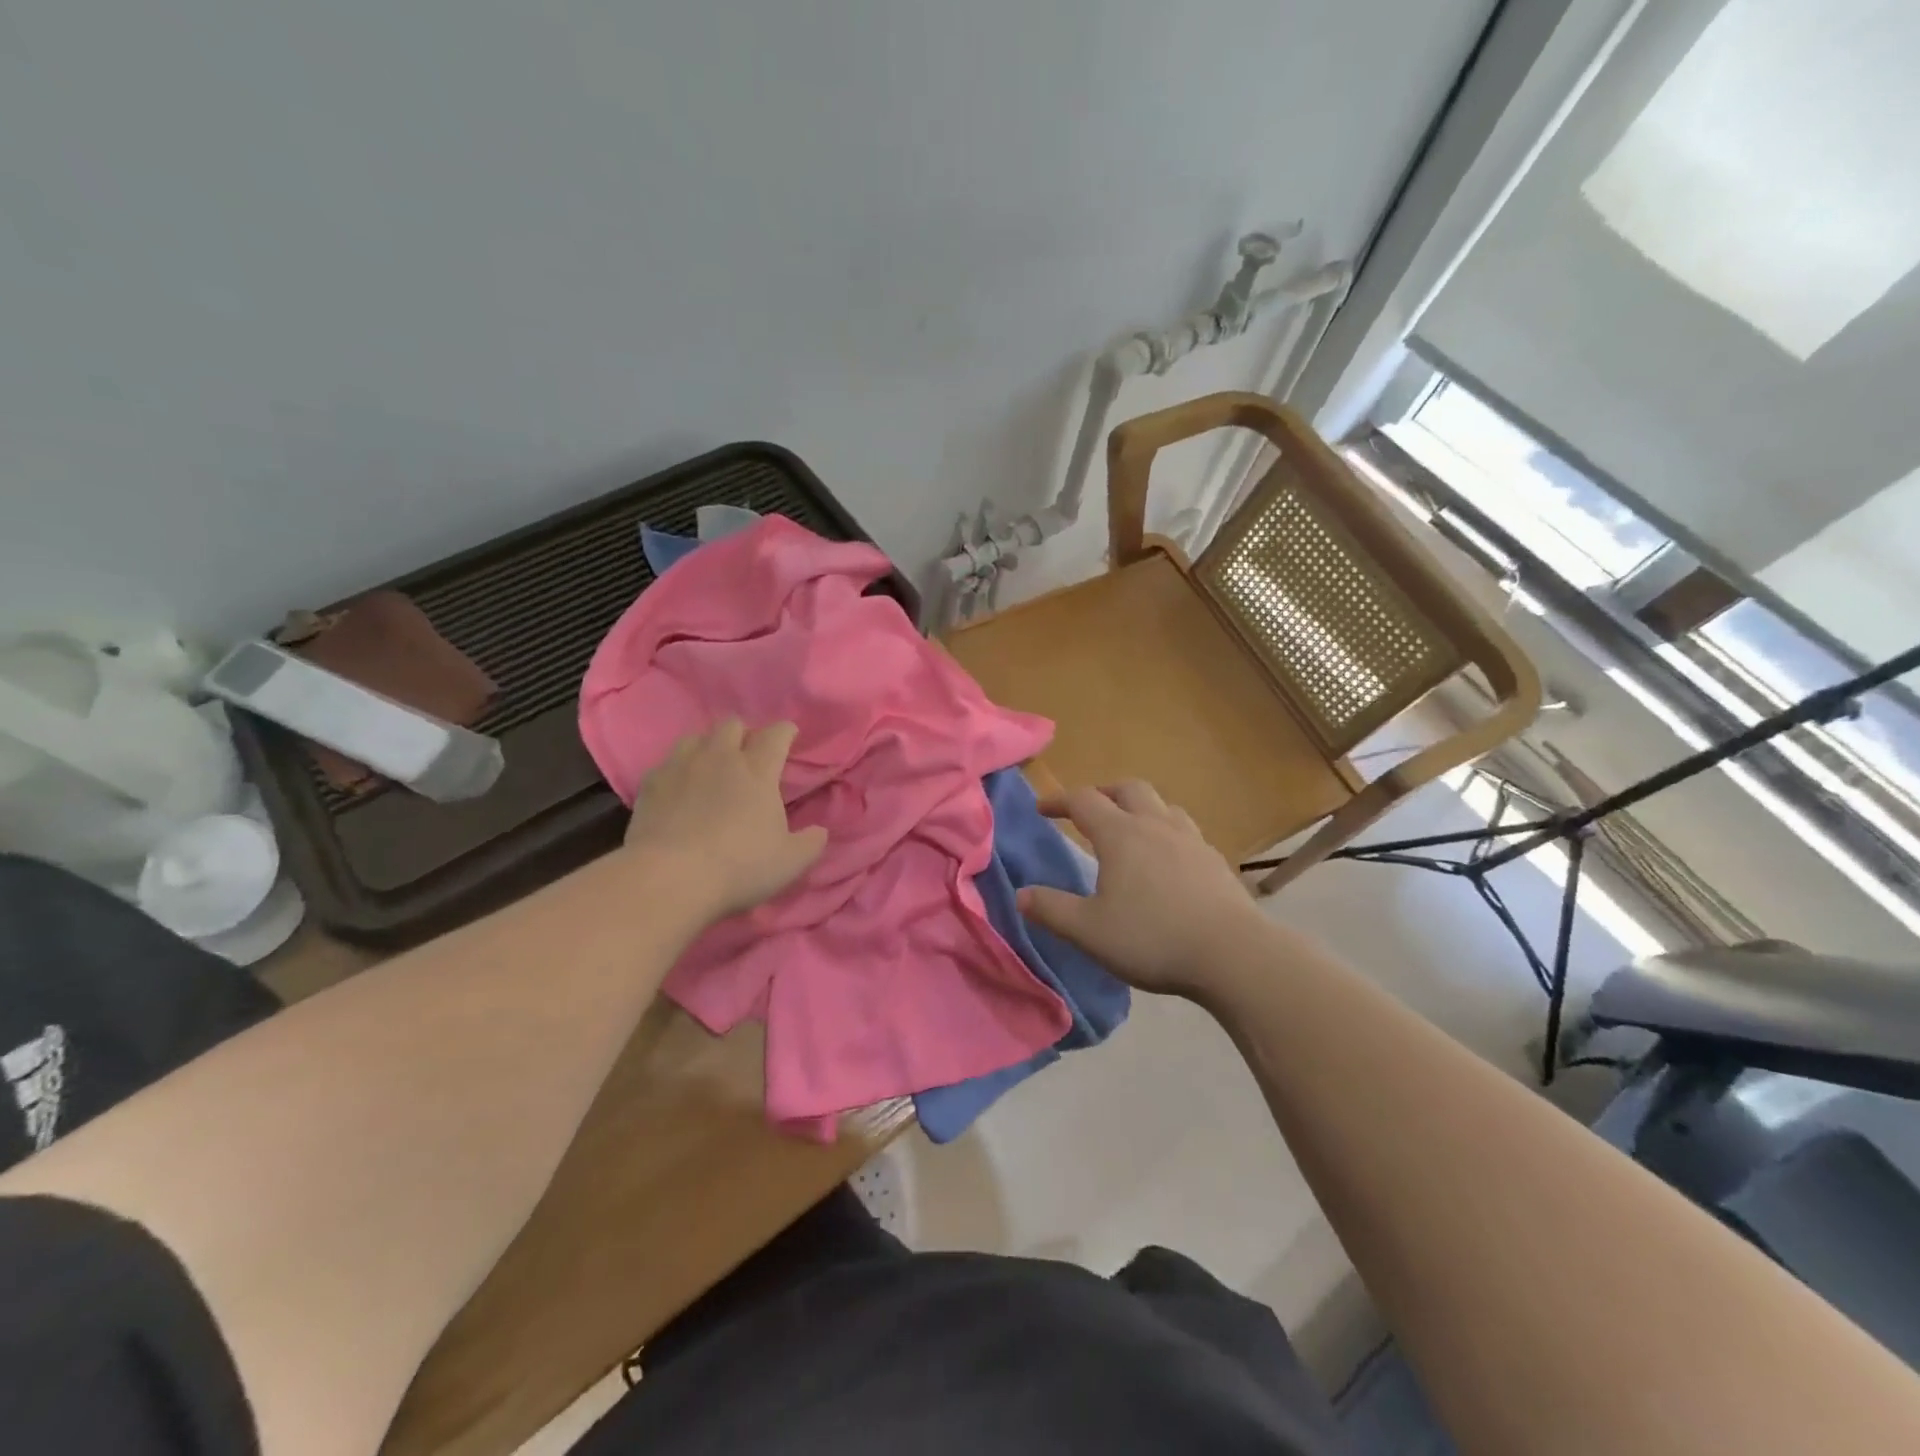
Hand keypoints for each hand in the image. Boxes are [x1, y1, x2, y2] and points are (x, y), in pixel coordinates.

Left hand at [624, 719, 826, 926]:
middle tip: (747, 753)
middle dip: (743, 733)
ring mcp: (681, 767)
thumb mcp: (790, 862)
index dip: (785, 731)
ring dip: (708, 745)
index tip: (789, 735)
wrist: (669, 878)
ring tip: (711, 764)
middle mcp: (720, 758)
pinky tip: (678, 788)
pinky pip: (666, 763)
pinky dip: (677, 770)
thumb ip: (811, 842)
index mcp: (758, 771)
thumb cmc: (739, 867)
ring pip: (696, 736)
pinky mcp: (650, 784)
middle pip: (732, 725)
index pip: (776, 735)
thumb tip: (820, 831)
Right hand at [1017, 780, 1268, 997]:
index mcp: (1120, 835)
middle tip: (1088, 810)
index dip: (1059, 801)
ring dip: (1139, 808)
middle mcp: (1155, 825)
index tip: (1042, 809)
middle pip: (1127, 789)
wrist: (1233, 954)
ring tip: (1130, 829)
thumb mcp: (1089, 931)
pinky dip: (1166, 832)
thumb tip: (1021, 894)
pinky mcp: (1215, 860)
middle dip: (1103, 793)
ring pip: (1162, 805)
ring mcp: (1190, 840)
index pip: (1083, 801)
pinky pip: (1185, 831)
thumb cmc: (1153, 939)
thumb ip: (1052, 910)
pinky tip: (1167, 860)